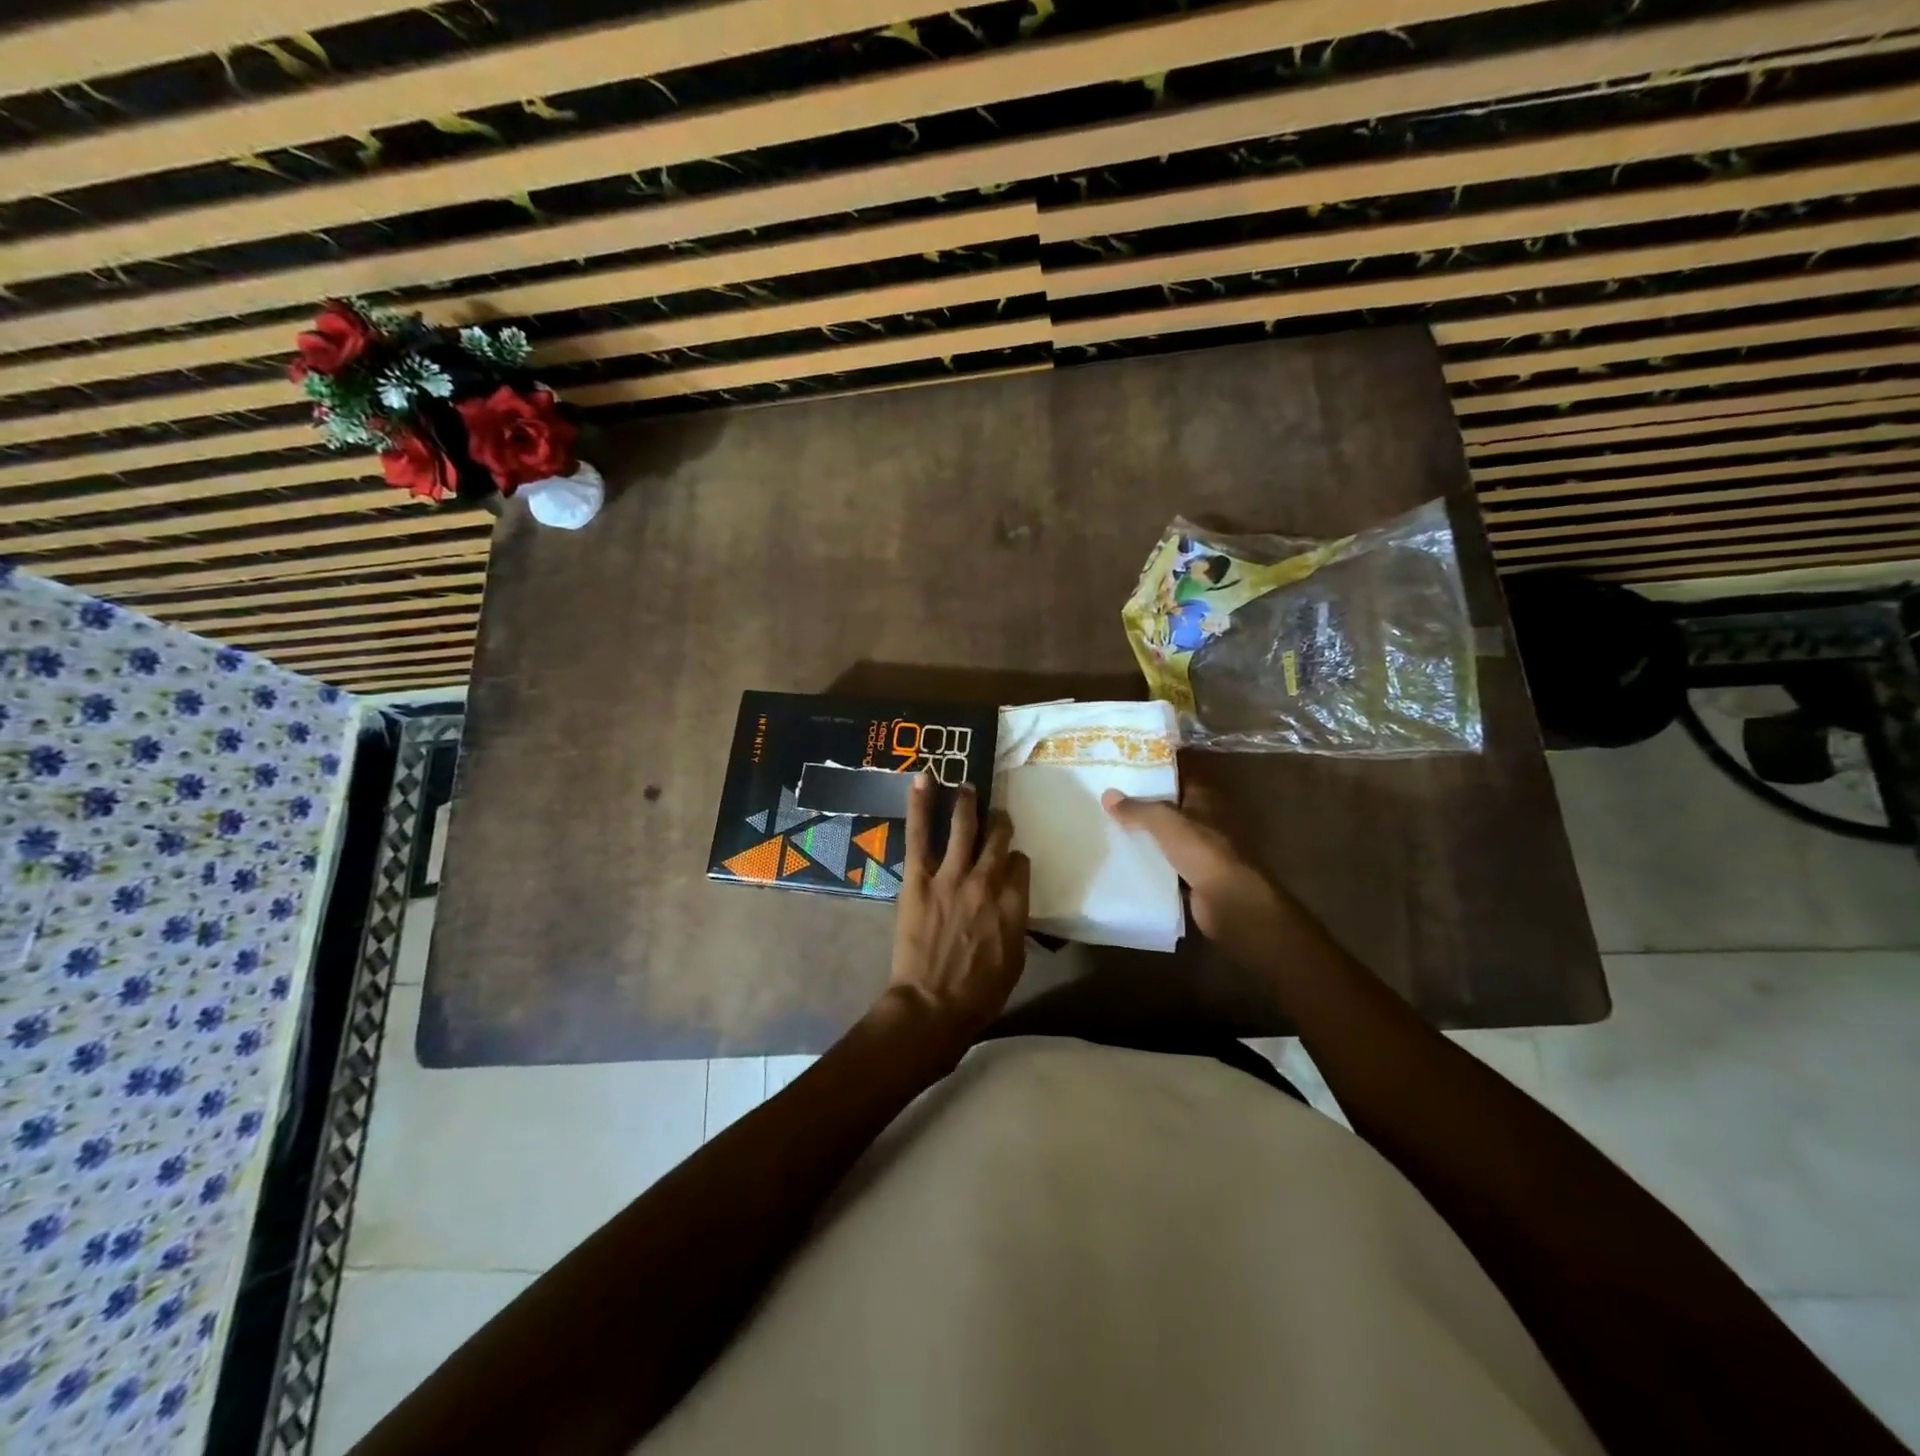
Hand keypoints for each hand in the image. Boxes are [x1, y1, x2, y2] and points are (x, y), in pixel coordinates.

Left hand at [884, 776, 1030, 1046]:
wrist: (932, 1005)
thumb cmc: (978, 995)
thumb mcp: (1014, 962)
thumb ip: (1015, 924)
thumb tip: (1011, 904)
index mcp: (1014, 904)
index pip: (1021, 864)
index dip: (1016, 858)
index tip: (1010, 859)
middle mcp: (988, 881)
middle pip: (998, 839)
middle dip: (999, 822)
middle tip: (995, 814)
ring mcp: (952, 876)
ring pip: (964, 827)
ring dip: (967, 802)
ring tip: (967, 786)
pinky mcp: (920, 877)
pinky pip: (921, 834)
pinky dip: (922, 805)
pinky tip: (925, 780)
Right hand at [1102, 785, 1290, 967]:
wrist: (1228, 901)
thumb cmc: (1201, 851)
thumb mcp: (1164, 822)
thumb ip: (1137, 809)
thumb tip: (1108, 794)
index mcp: (1204, 801)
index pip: (1179, 779)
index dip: (1155, 774)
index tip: (1126, 774)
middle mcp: (1205, 822)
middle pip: (1171, 810)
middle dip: (1145, 807)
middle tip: (1111, 803)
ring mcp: (1202, 852)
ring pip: (1168, 839)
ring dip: (1147, 837)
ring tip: (1112, 830)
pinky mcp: (1195, 878)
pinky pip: (1167, 866)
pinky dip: (1152, 865)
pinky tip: (1126, 862)